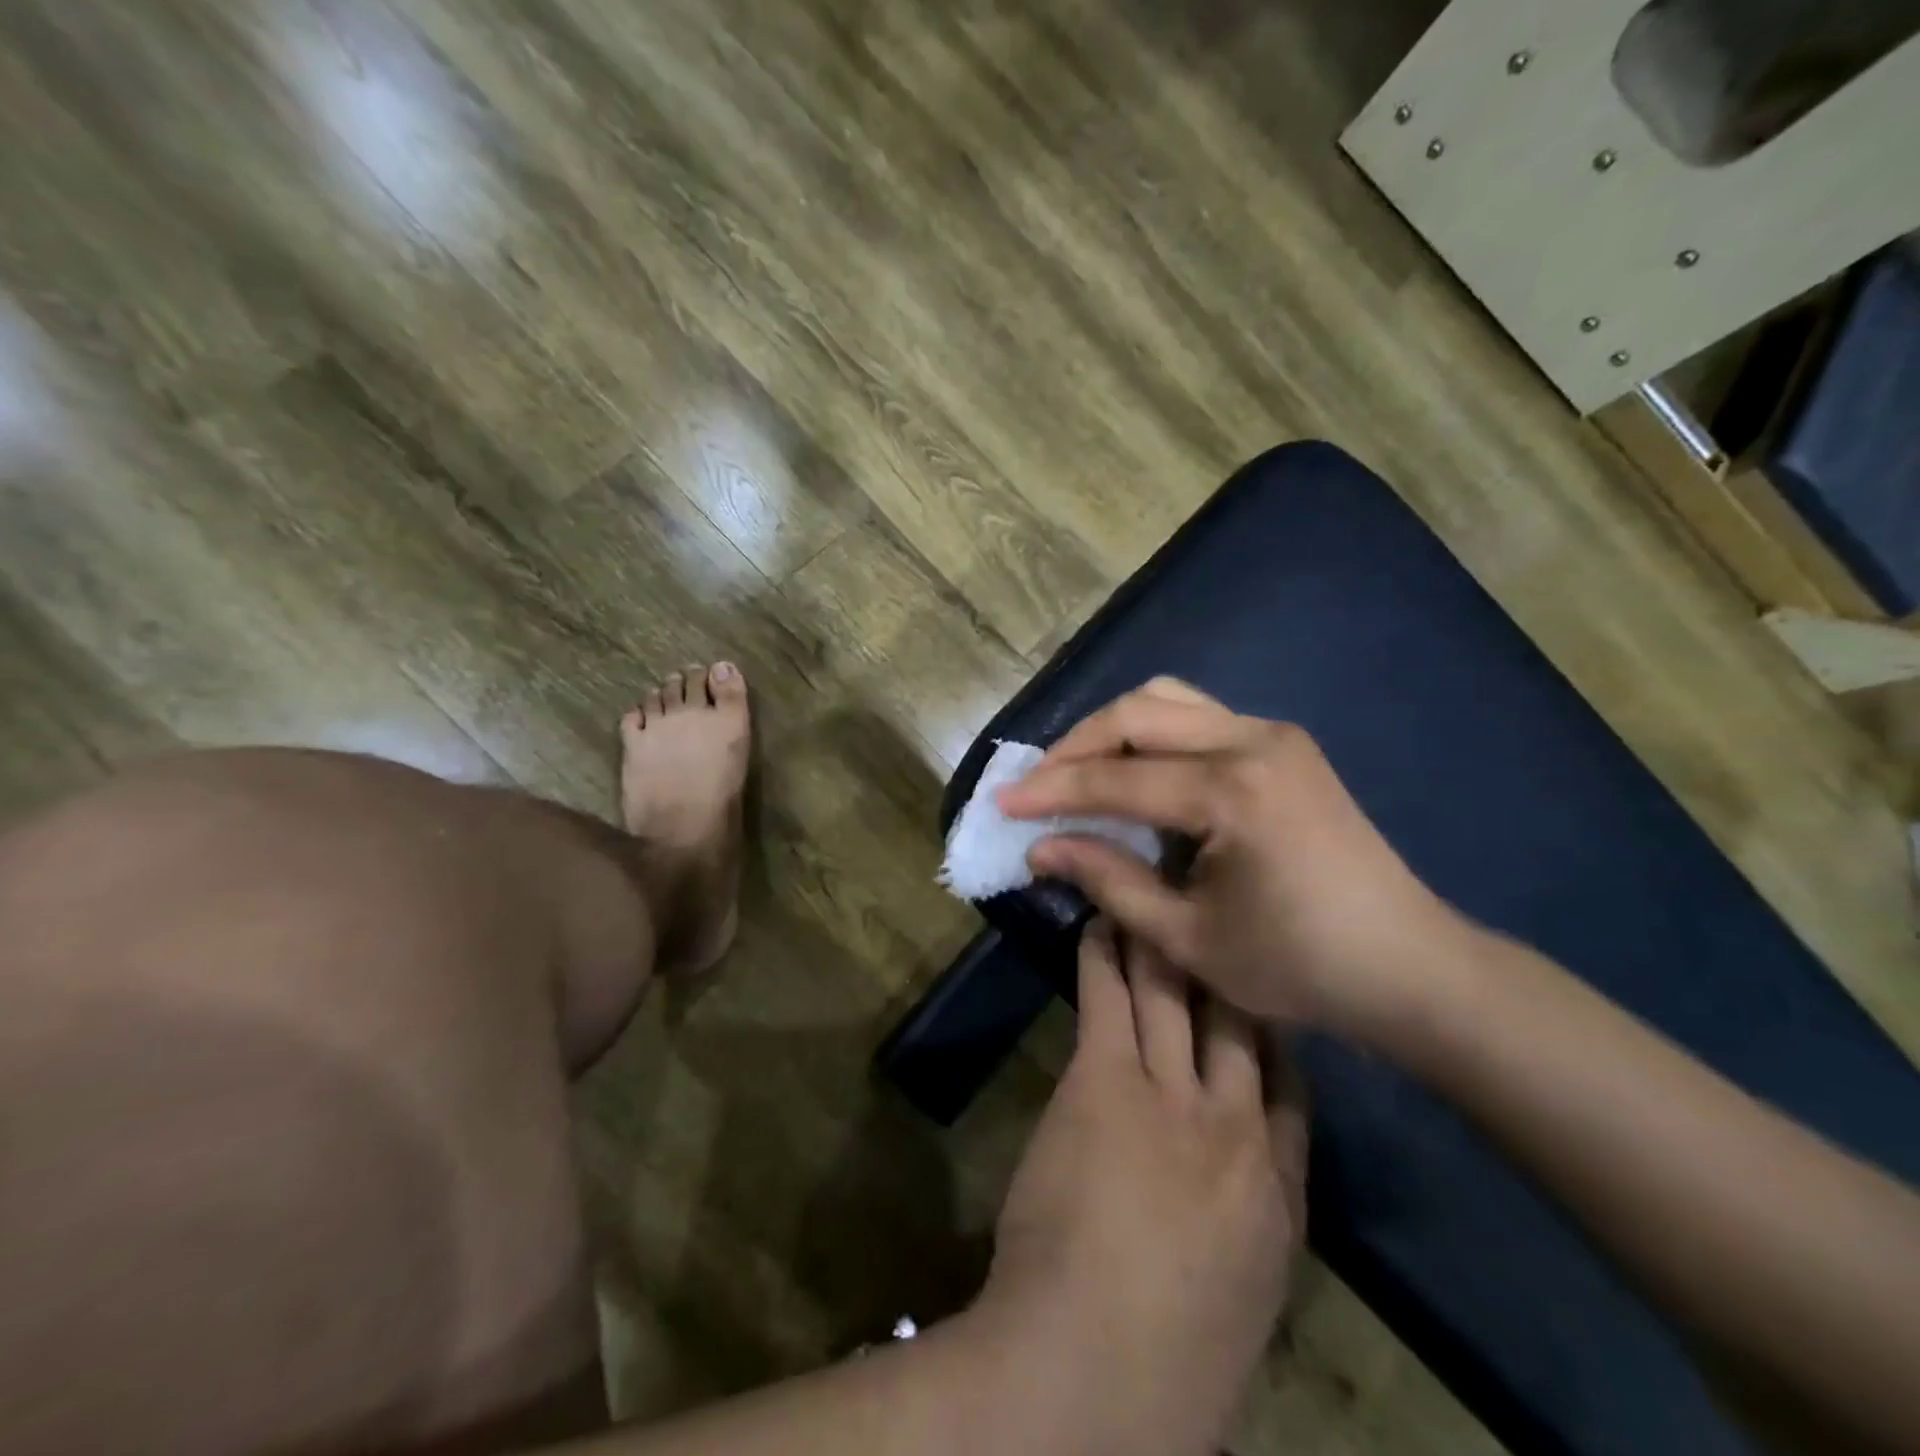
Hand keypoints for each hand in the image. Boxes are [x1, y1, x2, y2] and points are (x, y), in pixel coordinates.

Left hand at [984, 919, 1306, 1455]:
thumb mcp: (1239, 1299)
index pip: (1293, 1092)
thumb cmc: (1168, 1364)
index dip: (1275, 1035)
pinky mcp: (1106, 1082)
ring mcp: (1172, 1098)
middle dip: (1228, 966)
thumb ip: (1245, 1233)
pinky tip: (1098, 923)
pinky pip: (1110, 999)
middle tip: (1212, 912)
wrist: (1093, 1375)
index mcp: (1280, 1196)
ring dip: (1161, 942)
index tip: (1262, 997)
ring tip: (1148, 895)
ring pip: (1176, 995)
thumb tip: (1235, 1195)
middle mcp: (1237, 1130)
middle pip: (1241, 1023)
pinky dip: (1105, 956)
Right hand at [996, 678, 1466, 1040]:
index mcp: (1232, 793)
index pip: (1116, 777)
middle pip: (1138, 712)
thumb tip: (1041, 848)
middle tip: (1037, 785)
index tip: (1002, 802)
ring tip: (1079, 772)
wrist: (1408, 965)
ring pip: (1168, 700)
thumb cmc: (1298, 965)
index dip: (1051, 790)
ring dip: (1114, 730)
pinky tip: (1136, 773)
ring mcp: (1274, 734)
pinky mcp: (1284, 743)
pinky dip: (1152, 735)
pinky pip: (1198, 716)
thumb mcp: (1187, 937)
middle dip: (1076, 745)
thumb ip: (1109, 880)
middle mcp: (1252, 741)